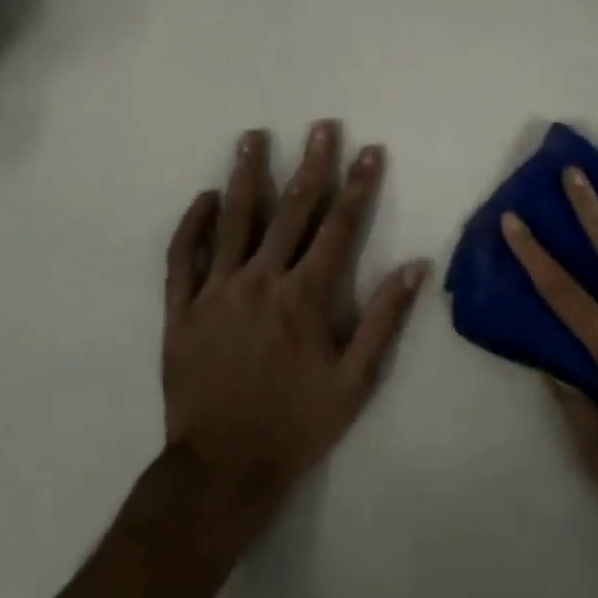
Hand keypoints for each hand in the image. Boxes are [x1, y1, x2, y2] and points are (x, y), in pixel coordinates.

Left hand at [163, 121, 428, 525]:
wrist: (221, 471)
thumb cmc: (295, 424)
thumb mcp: (353, 382)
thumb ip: (383, 320)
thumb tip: (415, 267)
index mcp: (305, 295)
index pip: (339, 226)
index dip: (357, 185)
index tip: (369, 150)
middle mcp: (261, 280)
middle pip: (290, 209)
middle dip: (310, 165)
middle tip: (320, 126)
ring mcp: (217, 291)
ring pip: (234, 220)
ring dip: (246, 175)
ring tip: (252, 136)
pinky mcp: (181, 309)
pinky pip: (183, 257)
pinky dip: (193, 225)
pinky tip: (204, 198)